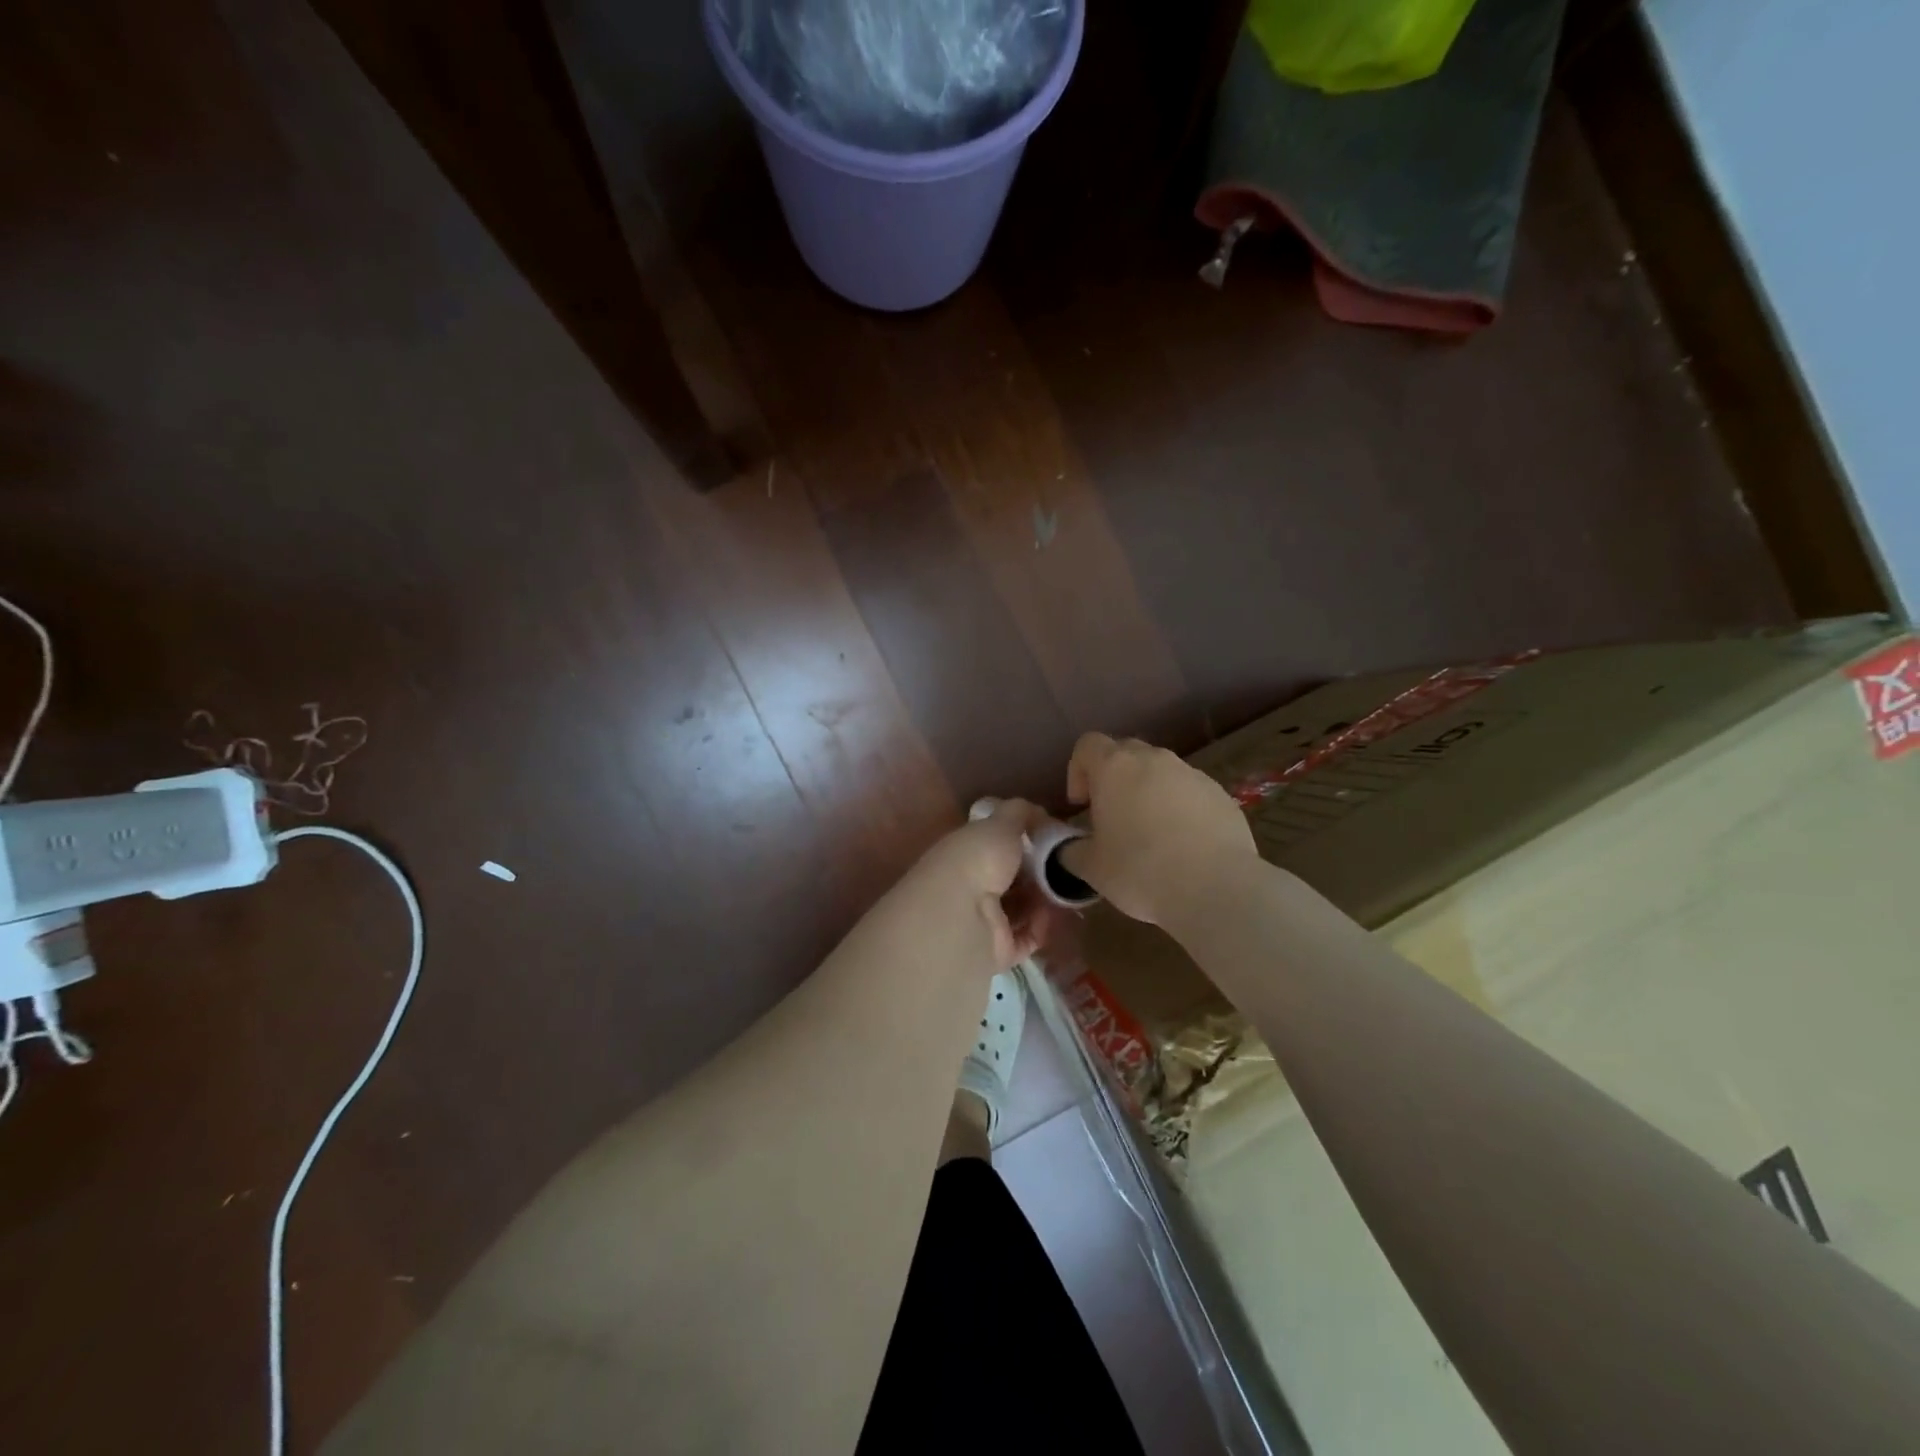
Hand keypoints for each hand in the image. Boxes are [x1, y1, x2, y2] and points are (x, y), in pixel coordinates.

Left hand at [908, 797, 1056, 968]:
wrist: (961, 916)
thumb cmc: (978, 859)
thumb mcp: (1000, 823)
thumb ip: (1019, 813)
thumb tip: (1038, 811)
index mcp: (966, 854)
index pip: (997, 847)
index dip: (1026, 842)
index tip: (1054, 839)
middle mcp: (972, 887)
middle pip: (1013, 879)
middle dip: (1040, 873)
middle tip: (1069, 867)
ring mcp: (983, 922)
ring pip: (1022, 909)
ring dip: (1045, 901)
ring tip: (1069, 891)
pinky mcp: (998, 951)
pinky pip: (1027, 938)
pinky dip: (1042, 928)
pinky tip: (1056, 916)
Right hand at [1060, 732, 1256, 925]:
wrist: (1216, 888)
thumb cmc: (1140, 871)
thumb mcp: (1091, 868)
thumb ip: (1070, 851)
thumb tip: (1066, 848)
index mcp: (1114, 768)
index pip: (1087, 745)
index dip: (1078, 770)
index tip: (1081, 805)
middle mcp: (1154, 759)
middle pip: (1125, 752)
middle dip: (1113, 777)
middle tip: (1110, 816)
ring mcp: (1192, 774)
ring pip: (1161, 772)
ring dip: (1148, 792)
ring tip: (1149, 833)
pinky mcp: (1221, 795)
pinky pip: (1190, 792)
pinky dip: (1179, 808)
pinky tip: (1182, 845)